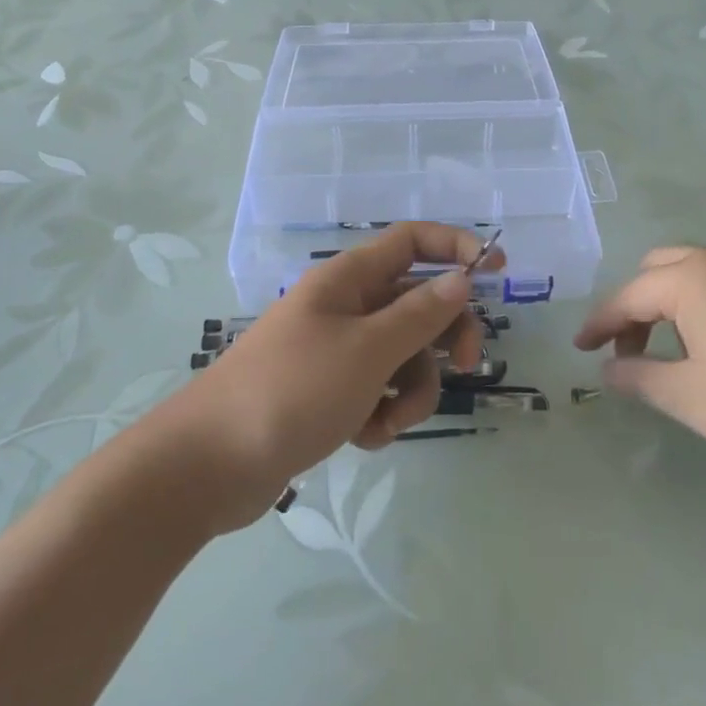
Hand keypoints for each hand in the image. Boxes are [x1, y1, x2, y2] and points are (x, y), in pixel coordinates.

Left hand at [179, 223, 502, 525]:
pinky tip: (364, 436)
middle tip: (469, 366)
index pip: (411, 241)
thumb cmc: (292, 391)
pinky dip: (381, 412)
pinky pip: (378, 389)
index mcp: (349, 279)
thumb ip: (420, 314)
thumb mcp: (368, 350)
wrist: (209, 465)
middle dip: (446, 336)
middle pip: (417, 302)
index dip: (455, 246)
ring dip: (412, 390)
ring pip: (403, 354)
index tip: (496, 269)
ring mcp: (336, 350)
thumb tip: (461, 278)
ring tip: (388, 422)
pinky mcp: (329, 391)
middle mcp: (345, 306)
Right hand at [574, 245, 705, 483]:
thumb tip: (611, 368)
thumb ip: (640, 377)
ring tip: (684, 353)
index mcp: (695, 278)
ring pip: (703, 272)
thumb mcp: (693, 399)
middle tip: (633, 351)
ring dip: (677, 304)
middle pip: (663, 269)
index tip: (582, 349)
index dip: (601, 323)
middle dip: (638, 307)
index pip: (630, 295)